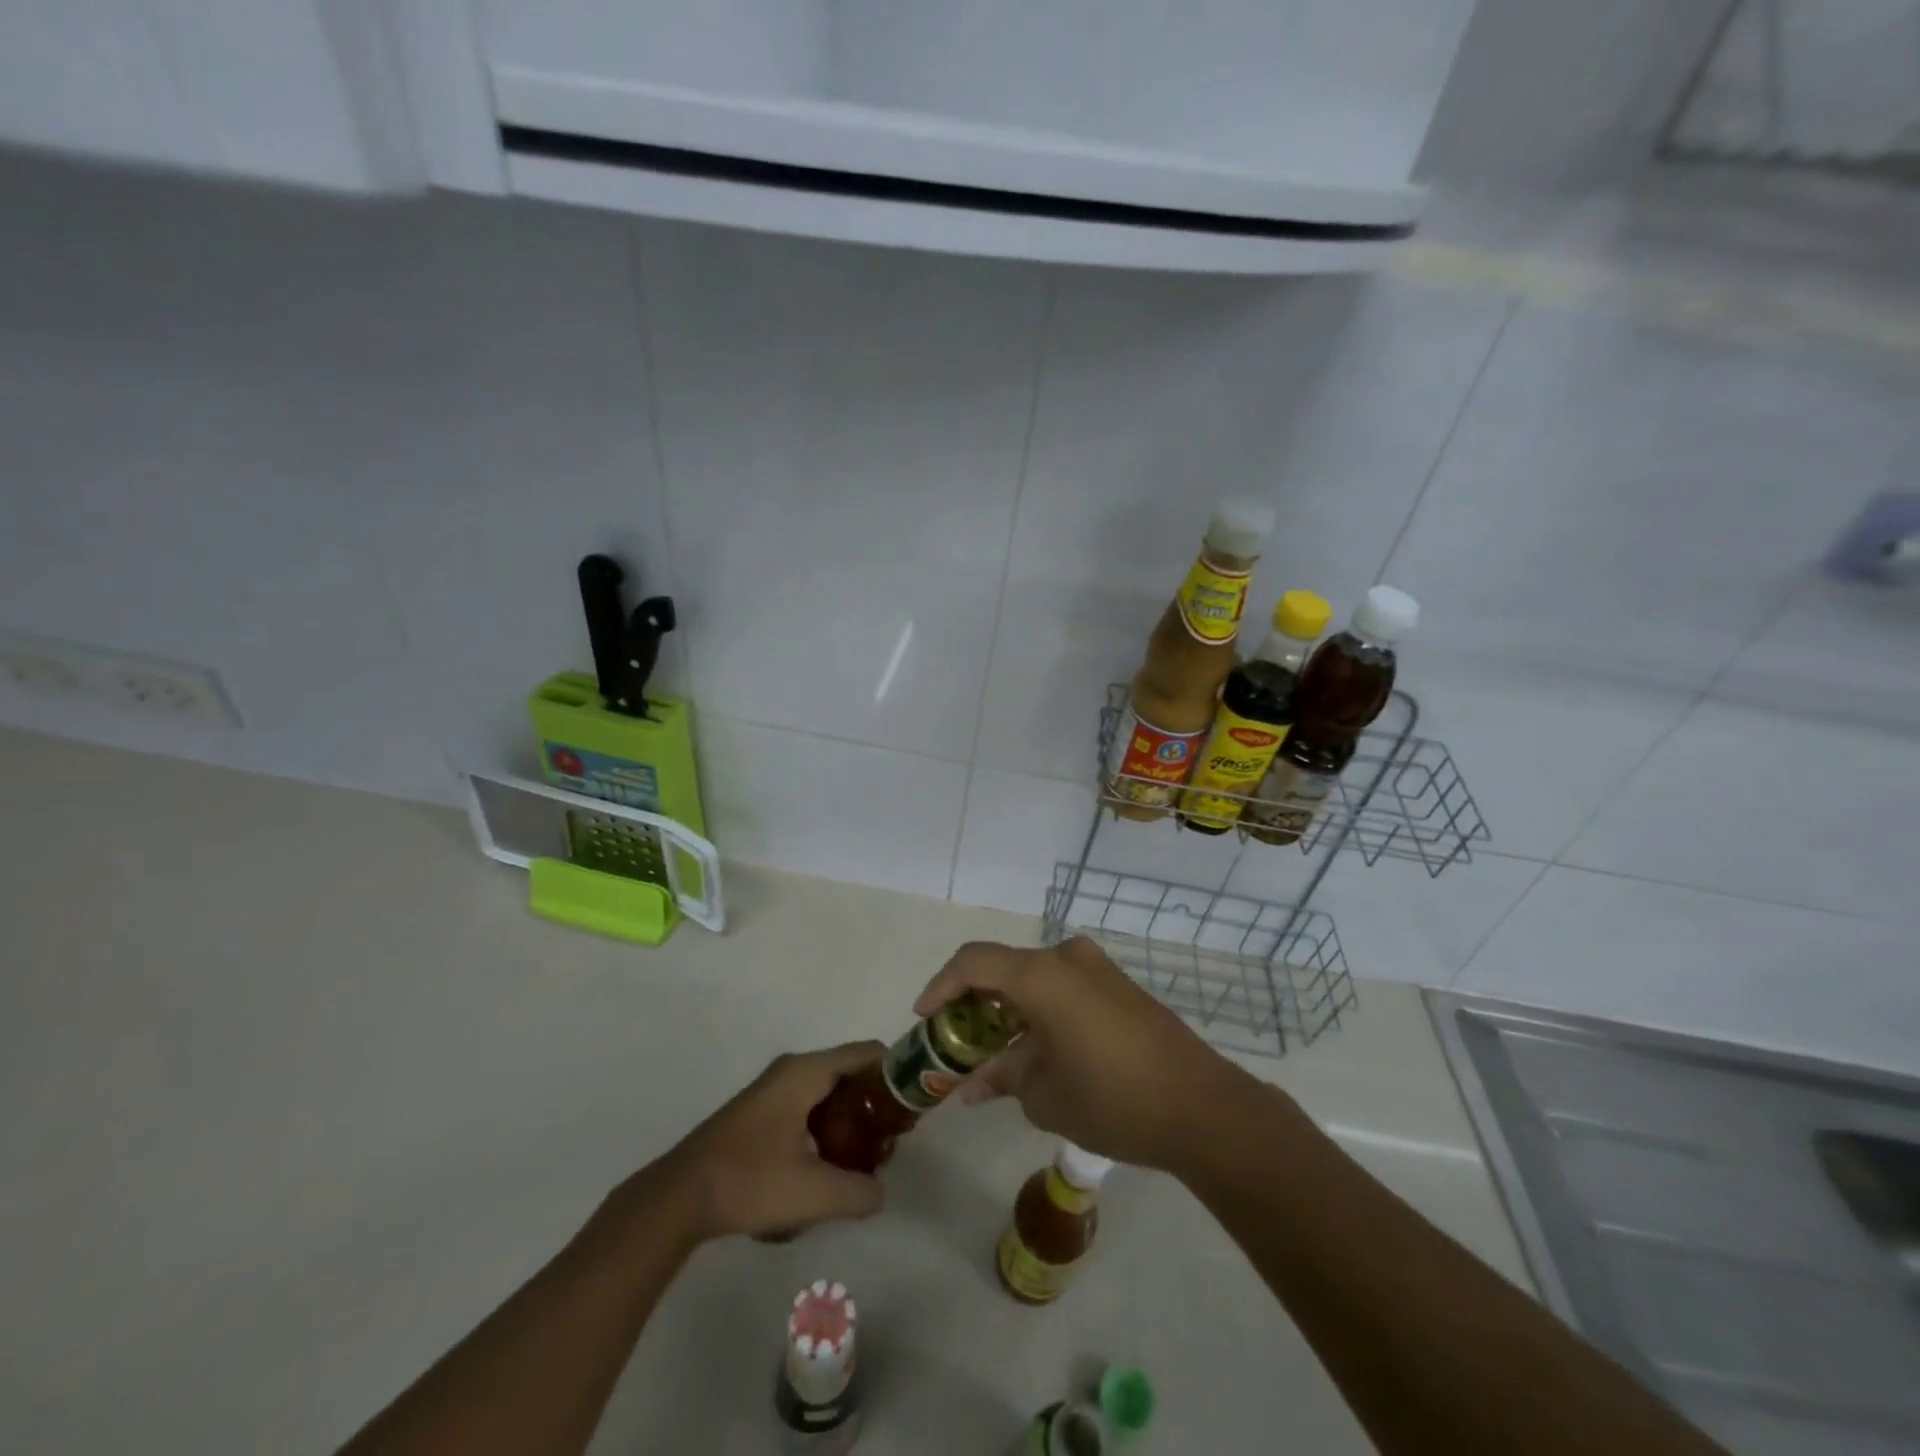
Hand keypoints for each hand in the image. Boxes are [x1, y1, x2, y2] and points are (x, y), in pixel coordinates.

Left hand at [642, 1042, 887, 1241]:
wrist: (679, 1197)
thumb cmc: (749, 1181)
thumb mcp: (813, 1193)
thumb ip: (860, 1192)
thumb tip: (880, 1192)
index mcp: (807, 1071)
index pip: (868, 1053)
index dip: (896, 1075)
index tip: (911, 1110)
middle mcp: (792, 1069)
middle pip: (850, 1072)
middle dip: (874, 1105)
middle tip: (890, 1143)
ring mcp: (773, 1089)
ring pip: (828, 1092)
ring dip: (850, 1120)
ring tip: (862, 1161)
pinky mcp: (761, 1111)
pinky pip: (808, 1105)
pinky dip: (826, 1127)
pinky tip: (825, 1167)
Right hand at [914, 938, 1256, 1173]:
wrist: (1202, 1107)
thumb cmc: (1112, 1099)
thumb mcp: (1044, 1095)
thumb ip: (1002, 1077)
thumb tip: (974, 1083)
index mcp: (1043, 975)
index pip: (974, 962)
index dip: (941, 986)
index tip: (924, 1018)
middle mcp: (1067, 958)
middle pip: (1004, 968)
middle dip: (974, 1002)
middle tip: (956, 1041)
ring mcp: (1097, 969)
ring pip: (1034, 978)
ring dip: (1008, 1009)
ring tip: (993, 1052)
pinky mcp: (1118, 986)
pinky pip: (1063, 987)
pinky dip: (1038, 1010)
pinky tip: (1034, 1049)